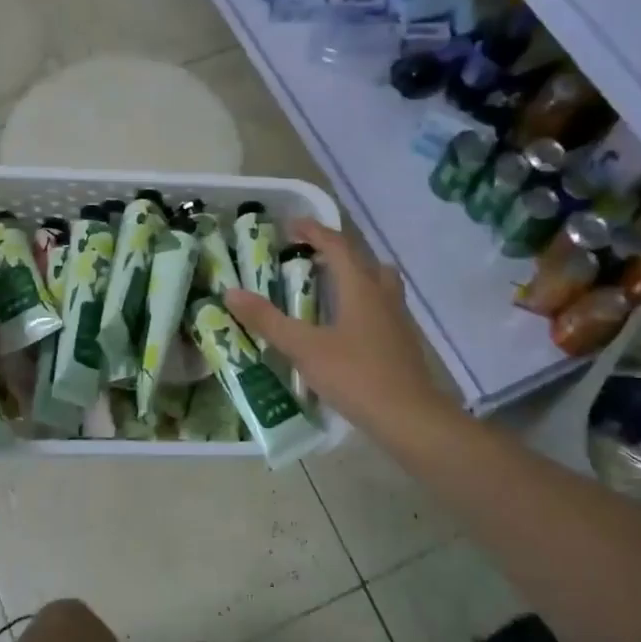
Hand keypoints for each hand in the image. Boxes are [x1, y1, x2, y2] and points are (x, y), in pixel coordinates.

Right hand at [224, 220, 457, 437]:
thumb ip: (268, 320)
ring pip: (378, 284)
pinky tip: (345, 328)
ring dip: (354, 277)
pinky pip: (382, 308)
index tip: (290, 226)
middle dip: (336, 253)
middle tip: (309, 259)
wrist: (409, 416)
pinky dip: (362, 304)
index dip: (313, 231)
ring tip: (329, 290)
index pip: (337, 245)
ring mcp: (398, 319)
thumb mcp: (304, 348)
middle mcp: (383, 295)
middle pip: (363, 260)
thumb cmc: (355, 375)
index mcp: (360, 287)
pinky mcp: (403, 342)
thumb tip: (231, 293)